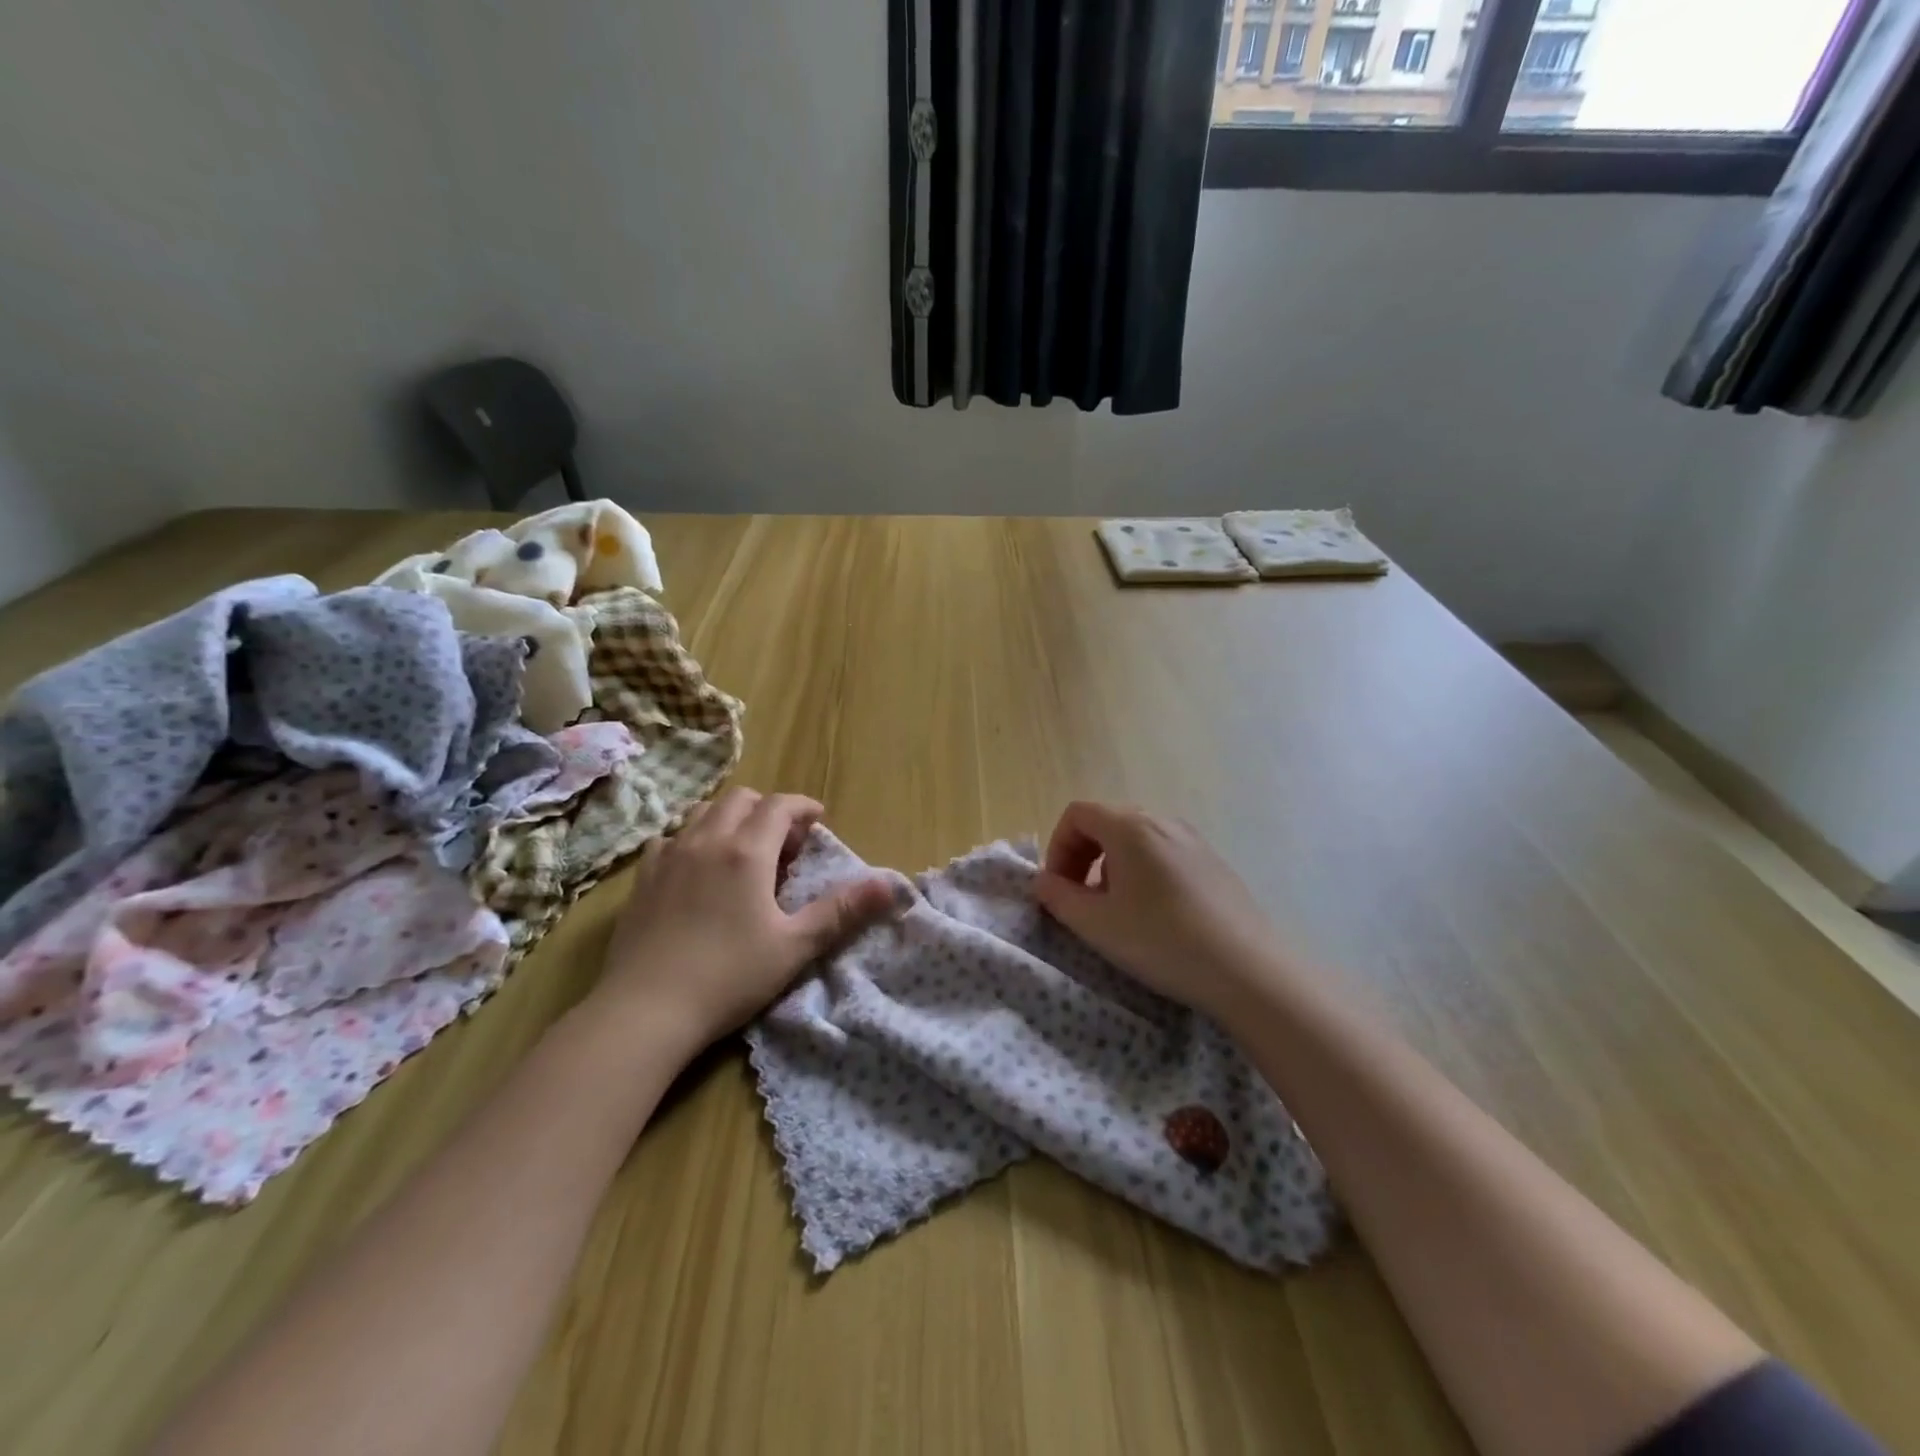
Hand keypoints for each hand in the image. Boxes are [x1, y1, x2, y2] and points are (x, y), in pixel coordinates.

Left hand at [595, 789, 899, 1055]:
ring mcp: (669, 856)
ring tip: (743, 852)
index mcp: (746, 851)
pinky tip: (697, 869)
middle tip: (785, 844)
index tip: (818, 823)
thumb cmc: (729, 977)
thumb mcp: (795, 946)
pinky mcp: (643, 879)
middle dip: (768, 810)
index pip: (780, 806)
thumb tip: (890, 885)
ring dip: (731, 819)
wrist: (645, 1011)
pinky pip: (671, 838)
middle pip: (741, 799)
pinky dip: (693, 839)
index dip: (803, 807)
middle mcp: (706, 840)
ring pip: (703, 812)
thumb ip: (842, 911)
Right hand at [1033, 801, 1292, 1023]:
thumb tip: (1042, 881)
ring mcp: (1194, 841)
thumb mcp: (1097, 925)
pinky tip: (1155, 917)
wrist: (1248, 970)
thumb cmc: (1162, 941)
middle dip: (1082, 857)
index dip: (1057, 847)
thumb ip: (1059, 897)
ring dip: (1111, 867)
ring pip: (1136, 840)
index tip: (1058, 888)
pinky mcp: (1214, 864)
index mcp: (1130, 827)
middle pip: (1106, 823)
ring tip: (1117, 911)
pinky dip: (1143, 873)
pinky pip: (1164, 854)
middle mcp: (1163, 822)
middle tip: (1080, 900)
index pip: (1077, 814)